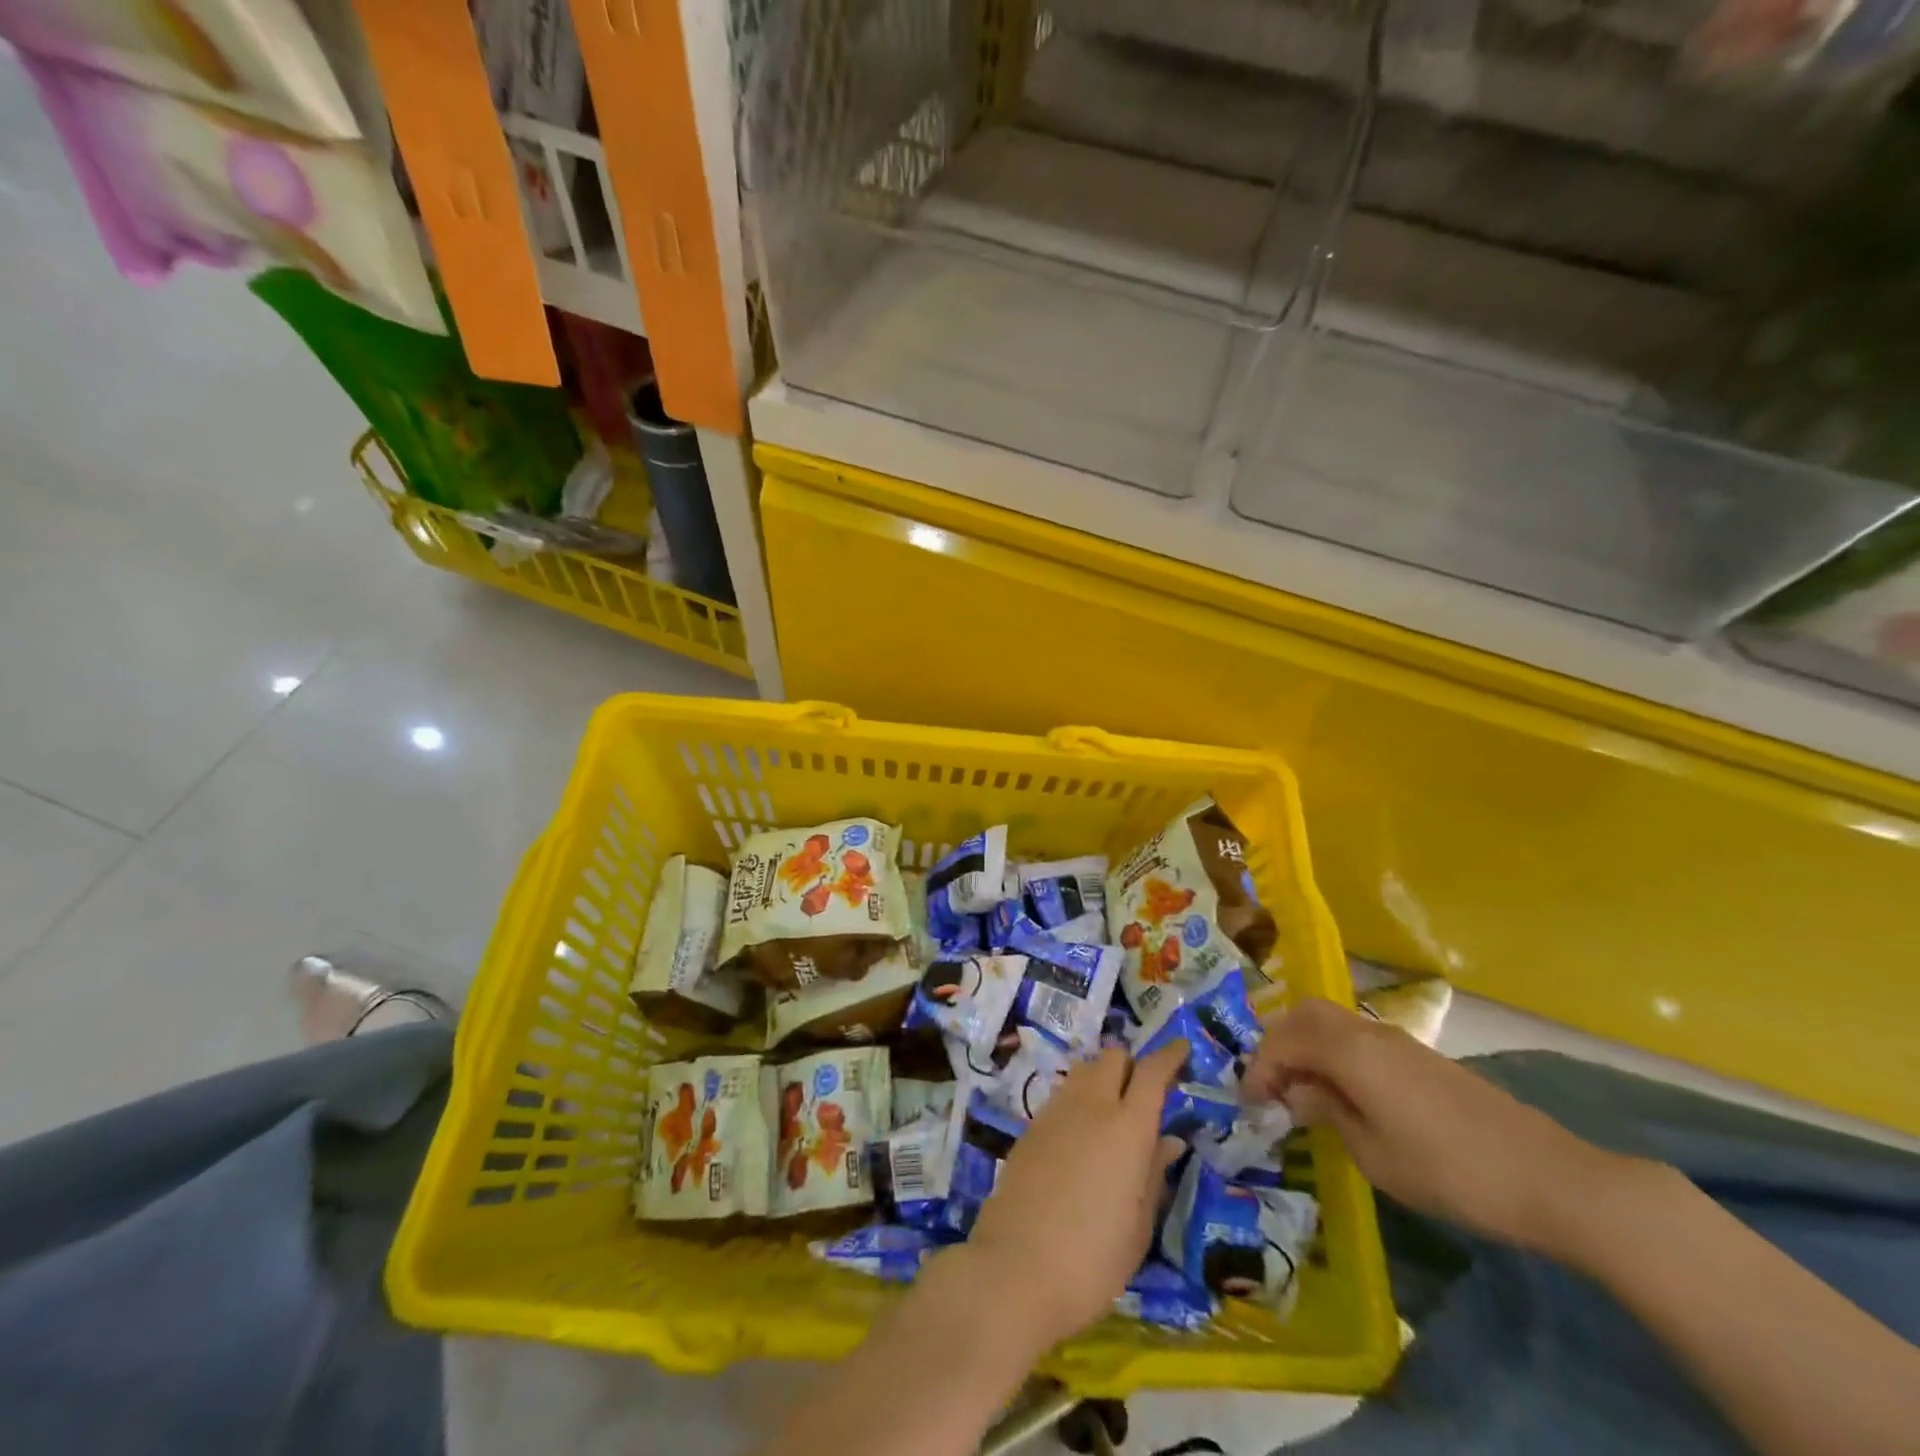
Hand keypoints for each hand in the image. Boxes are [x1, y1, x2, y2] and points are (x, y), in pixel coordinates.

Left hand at [960, 1042, 1187, 1351]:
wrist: (1016, 1267)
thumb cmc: (1094, 1259)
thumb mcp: (1138, 1225)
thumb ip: (1153, 1173)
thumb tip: (1168, 1140)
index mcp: (1127, 1127)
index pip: (1152, 1073)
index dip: (1169, 1056)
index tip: (1182, 1048)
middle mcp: (1091, 1105)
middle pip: (1113, 1058)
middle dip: (1132, 1066)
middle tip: (1144, 1095)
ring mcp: (1055, 1111)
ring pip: (1084, 1071)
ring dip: (1102, 1080)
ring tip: (1112, 1115)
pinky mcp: (1030, 1126)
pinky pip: (1062, 1096)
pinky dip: (1079, 1101)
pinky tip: (1082, 1136)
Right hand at [1244, 997, 1626, 1253]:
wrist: (1548, 1177)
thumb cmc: (1449, 1170)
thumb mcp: (1374, 1154)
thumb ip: (1327, 1112)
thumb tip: (1297, 1094)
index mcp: (1349, 1051)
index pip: (1284, 1041)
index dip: (1259, 1068)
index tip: (1249, 1104)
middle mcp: (1368, 1032)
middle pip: (1305, 1015)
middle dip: (1277, 1044)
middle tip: (1269, 1086)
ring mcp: (1398, 1041)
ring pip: (1331, 1021)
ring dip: (1305, 1046)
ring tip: (1299, 1090)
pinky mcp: (1419, 1056)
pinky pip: (1356, 1037)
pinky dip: (1332, 1053)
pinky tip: (1341, 1092)